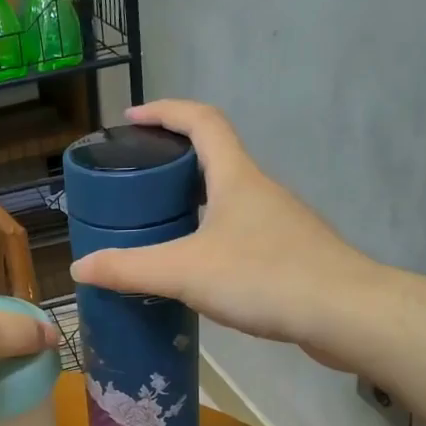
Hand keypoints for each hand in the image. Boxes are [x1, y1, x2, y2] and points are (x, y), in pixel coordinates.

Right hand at [67, 101, 385, 364]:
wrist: (346, 314)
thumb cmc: (264, 277)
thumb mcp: (184, 272)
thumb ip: (129, 269)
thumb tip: (79, 268)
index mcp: (235, 177)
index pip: (201, 120)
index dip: (165, 111)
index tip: (130, 119)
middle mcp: (259, 190)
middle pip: (214, 157)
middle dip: (172, 160)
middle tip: (136, 180)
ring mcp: (278, 222)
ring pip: (227, 198)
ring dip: (192, 201)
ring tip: (157, 225)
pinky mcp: (289, 254)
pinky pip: (240, 232)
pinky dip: (210, 235)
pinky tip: (197, 268)